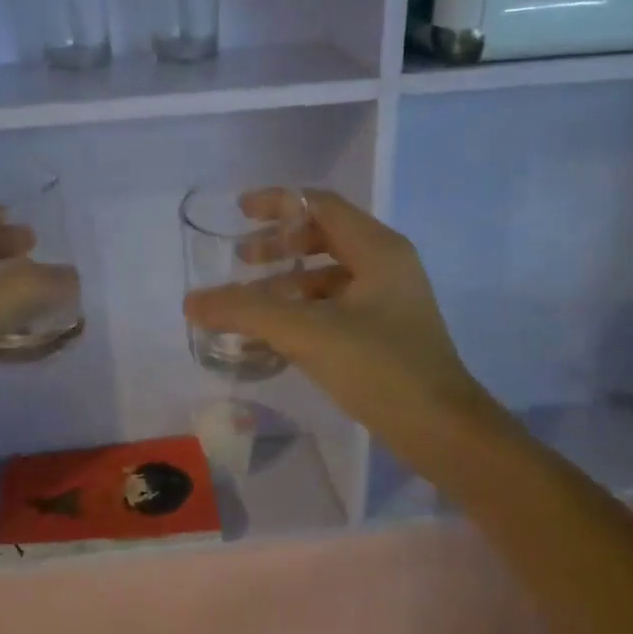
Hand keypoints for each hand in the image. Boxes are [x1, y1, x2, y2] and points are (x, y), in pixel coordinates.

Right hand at [182, 189, 510, 469]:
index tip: (239, 212)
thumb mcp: (307, 332)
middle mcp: (386, 266)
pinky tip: (276, 336)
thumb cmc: (380, 367)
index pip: (321, 206)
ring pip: (328, 277)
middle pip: (324, 238)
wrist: (440, 429)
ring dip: (287, 283)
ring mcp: (389, 302)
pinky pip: (335, 308)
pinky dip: (302, 312)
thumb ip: (246, 312)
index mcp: (378, 249)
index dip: (278, 203)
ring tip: (249, 304)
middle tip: (240, 261)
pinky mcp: (385, 334)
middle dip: (279, 245)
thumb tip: (192, 301)